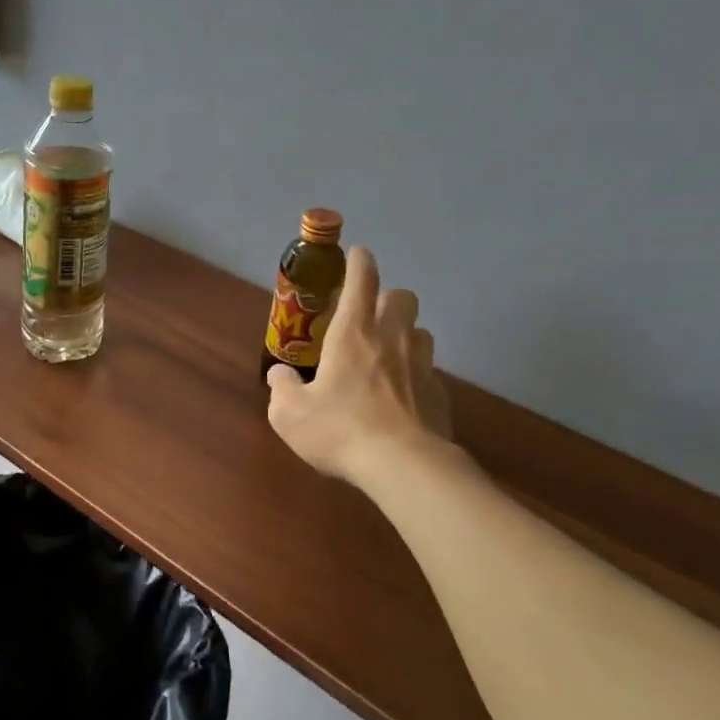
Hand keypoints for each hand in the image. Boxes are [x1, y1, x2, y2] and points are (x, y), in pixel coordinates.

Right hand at [267, 246, 452, 486]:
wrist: (403, 465)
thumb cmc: (340, 429)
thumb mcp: (290, 414)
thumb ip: (282, 389)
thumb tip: (279, 375)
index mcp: (353, 333)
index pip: (363, 280)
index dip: (360, 262)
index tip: (359, 254)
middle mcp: (392, 339)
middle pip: (403, 297)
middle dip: (389, 299)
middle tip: (370, 319)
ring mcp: (422, 365)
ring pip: (422, 332)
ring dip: (406, 335)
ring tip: (388, 356)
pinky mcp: (440, 394)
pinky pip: (429, 372)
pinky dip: (416, 376)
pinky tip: (403, 399)